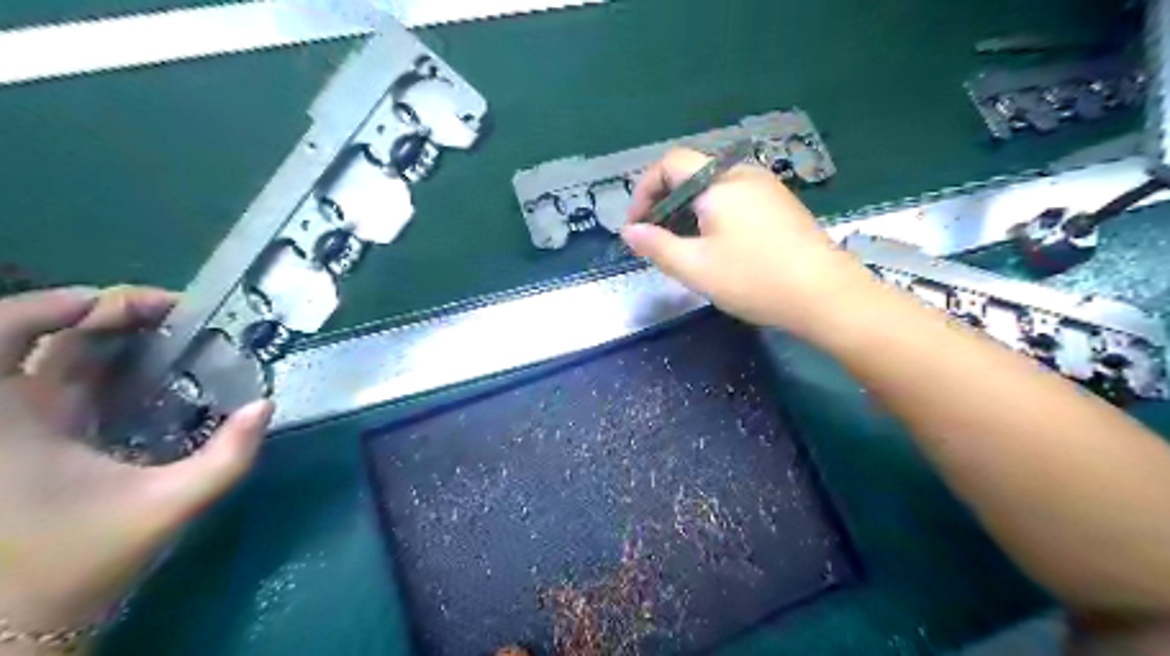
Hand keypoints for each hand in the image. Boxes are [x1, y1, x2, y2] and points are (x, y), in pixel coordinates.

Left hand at [1, 286, 271, 639]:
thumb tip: (266, 406)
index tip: (127, 304)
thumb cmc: (84, 558)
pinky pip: (65, 381)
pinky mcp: (35, 438)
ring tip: (171, 329)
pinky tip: (152, 365)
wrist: (27, 616)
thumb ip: (228, 457)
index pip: (4, 336)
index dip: (54, 304)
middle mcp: (7, 414)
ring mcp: (20, 425)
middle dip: (108, 314)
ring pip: (55, 356)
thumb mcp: (170, 505)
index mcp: (12, 422)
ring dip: (110, 334)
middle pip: (42, 337)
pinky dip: (105, 362)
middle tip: (175, 314)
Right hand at [627, 149, 870, 337]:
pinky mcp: (780, 204)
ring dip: (687, 210)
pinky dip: (712, 214)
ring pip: (712, 187)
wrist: (825, 295)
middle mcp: (742, 174)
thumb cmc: (755, 279)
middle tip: (655, 239)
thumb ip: (657, 246)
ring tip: (681, 245)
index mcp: (719, 182)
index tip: (637, 226)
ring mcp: (766, 187)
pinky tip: (715, 245)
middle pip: (691, 173)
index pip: (669, 164)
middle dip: (664, 202)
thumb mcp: (696, 268)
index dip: (643, 191)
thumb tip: (629, 231)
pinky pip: (734, 198)